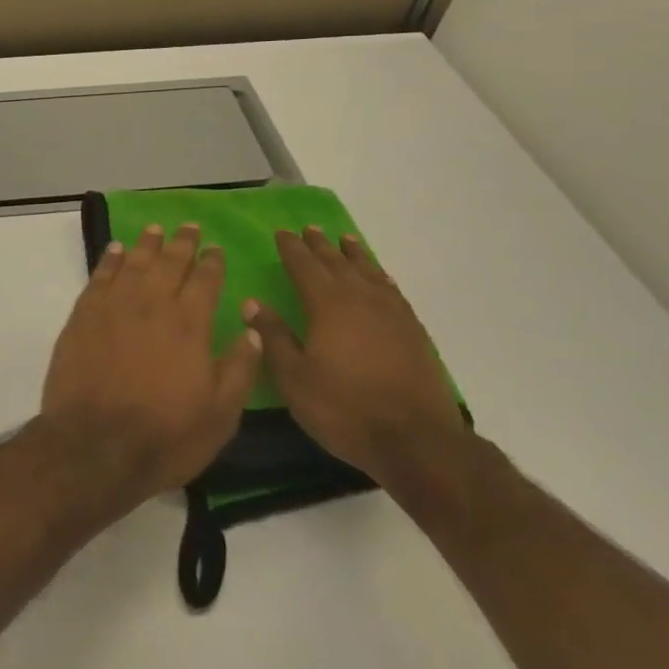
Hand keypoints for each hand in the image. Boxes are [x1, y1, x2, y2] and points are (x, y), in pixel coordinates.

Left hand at [41, 223, 260, 501]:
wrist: (95, 444)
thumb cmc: (165, 435)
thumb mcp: (220, 414)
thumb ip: (239, 368)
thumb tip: (252, 330)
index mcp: (189, 324)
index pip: (205, 280)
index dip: (212, 262)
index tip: (216, 249)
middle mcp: (152, 304)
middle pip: (170, 262)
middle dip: (182, 243)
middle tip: (189, 228)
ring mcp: (114, 306)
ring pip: (134, 262)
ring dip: (147, 244)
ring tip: (155, 230)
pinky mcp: (83, 315)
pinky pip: (100, 275)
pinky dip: (109, 259)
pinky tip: (115, 250)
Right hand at [242, 228, 465, 485]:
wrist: (416, 440)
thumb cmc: (344, 408)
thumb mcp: (294, 378)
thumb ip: (273, 337)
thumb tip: (252, 302)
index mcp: (327, 305)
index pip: (304, 266)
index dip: (291, 248)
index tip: (282, 232)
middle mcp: (360, 299)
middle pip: (337, 263)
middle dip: (320, 245)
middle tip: (309, 228)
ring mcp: (392, 314)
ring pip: (368, 272)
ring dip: (353, 254)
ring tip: (345, 239)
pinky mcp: (414, 331)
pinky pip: (392, 290)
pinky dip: (380, 277)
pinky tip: (379, 278)